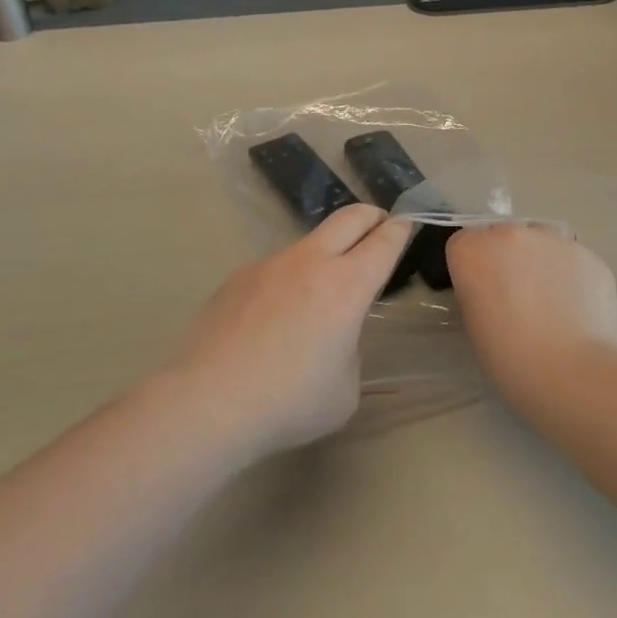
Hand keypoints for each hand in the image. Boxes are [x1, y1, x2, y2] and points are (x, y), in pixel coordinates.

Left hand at [170, 205, 411, 457]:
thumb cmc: (289, 401)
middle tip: (379, 224)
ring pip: (309, 243)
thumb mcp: (345, 389)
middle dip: (371, 216)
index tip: (407, 222)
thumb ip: (349, 350)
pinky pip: (274, 269)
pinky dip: (287, 281)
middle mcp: (310, 262)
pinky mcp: (238, 277)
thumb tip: (333, 335)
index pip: (384, 242)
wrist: (208, 401)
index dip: (400, 229)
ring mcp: (270, 264)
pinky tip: (271, 321)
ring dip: (325, 252)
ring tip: (319, 293)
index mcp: (347, 286)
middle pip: (349, 217)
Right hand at [446, 223, 616, 411]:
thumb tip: (493, 290)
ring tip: (552, 302)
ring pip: (540, 241)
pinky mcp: (589, 254)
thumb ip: (478, 293)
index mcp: (472, 251)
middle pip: (502, 236)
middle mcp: (510, 234)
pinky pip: (571, 259)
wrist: (574, 373)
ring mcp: (553, 239)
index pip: (463, 244)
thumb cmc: (511, 359)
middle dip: (506, 259)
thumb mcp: (474, 326)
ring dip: (540, 261)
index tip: (482, 295)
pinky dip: (571, 276)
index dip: (472, 269)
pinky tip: (578, 309)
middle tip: (518, 299)